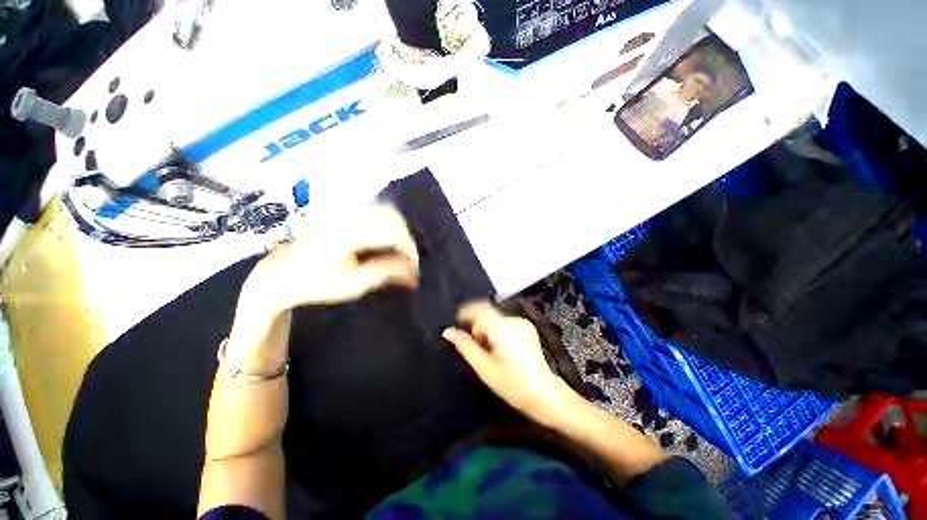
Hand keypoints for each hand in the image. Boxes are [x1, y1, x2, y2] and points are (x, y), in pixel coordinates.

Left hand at [240, 203, 419, 318]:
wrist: (280, 274)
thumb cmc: (314, 284)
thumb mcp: (351, 285)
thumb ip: (384, 273)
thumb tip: (412, 269)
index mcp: (349, 235)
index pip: (392, 233)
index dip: (409, 249)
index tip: (414, 268)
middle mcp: (349, 218)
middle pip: (392, 217)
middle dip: (407, 239)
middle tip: (408, 261)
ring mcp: (345, 213)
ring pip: (385, 212)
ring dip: (399, 231)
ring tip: (400, 252)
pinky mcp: (344, 215)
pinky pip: (376, 213)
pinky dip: (389, 226)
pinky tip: (388, 240)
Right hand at [443, 302, 568, 422]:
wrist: (545, 395)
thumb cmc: (513, 385)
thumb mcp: (484, 369)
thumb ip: (466, 347)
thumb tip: (448, 331)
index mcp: (504, 329)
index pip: (481, 308)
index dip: (465, 312)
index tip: (457, 325)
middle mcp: (515, 320)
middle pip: (487, 315)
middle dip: (478, 329)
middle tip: (478, 351)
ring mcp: (523, 323)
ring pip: (495, 319)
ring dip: (487, 331)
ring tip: (491, 354)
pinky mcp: (527, 328)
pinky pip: (504, 323)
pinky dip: (497, 332)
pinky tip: (501, 350)